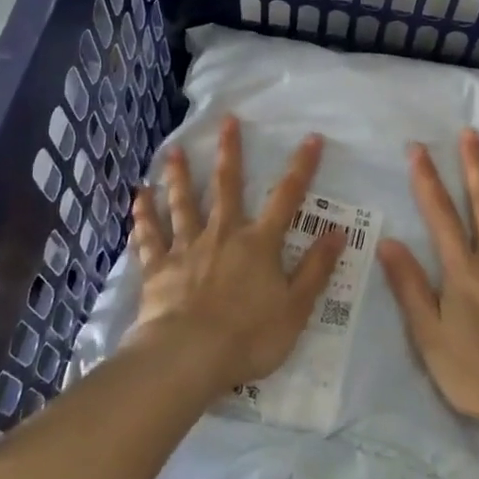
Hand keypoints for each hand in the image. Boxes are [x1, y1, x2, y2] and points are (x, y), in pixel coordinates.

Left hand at [130, 116, 344, 393]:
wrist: (189, 357)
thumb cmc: (249, 336)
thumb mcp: (296, 307)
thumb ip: (316, 268)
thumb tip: (338, 231)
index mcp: (259, 244)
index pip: (287, 197)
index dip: (301, 167)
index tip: (311, 138)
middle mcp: (223, 234)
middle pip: (227, 186)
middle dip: (230, 152)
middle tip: (227, 120)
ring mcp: (187, 248)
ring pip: (183, 204)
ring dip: (179, 176)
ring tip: (173, 151)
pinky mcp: (158, 268)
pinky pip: (149, 236)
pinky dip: (144, 215)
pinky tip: (139, 195)